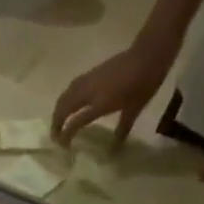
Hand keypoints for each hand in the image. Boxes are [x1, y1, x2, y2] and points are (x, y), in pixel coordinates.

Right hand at [52, 40, 174, 151]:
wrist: (148, 54)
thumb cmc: (145, 83)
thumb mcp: (135, 109)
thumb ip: (122, 128)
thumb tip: (116, 148)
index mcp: (100, 104)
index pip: (75, 122)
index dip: (66, 135)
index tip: (63, 146)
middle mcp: (89, 92)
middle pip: (63, 108)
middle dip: (56, 123)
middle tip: (55, 136)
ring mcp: (88, 81)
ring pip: (64, 97)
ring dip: (58, 111)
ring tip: (57, 121)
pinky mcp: (90, 73)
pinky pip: (71, 88)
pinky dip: (64, 99)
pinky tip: (67, 103)